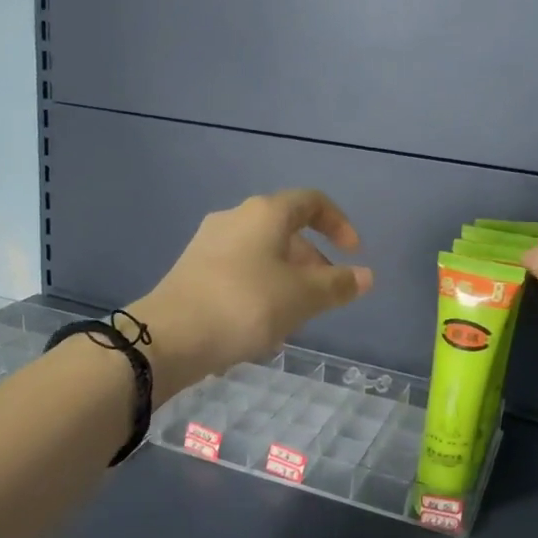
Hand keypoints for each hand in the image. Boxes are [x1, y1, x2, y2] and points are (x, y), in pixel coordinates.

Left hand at [131, 190, 373, 397]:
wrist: (170, 335)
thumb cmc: (246, 305)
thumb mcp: (302, 297)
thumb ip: (337, 285)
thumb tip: (366, 276)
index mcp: (265, 213)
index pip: (312, 202)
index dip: (339, 224)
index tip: (354, 254)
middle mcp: (235, 218)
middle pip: (286, 230)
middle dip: (313, 261)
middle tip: (326, 296)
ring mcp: (209, 243)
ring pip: (262, 254)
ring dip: (287, 279)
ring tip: (295, 317)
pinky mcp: (192, 270)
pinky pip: (239, 271)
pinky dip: (260, 288)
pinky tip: (260, 324)